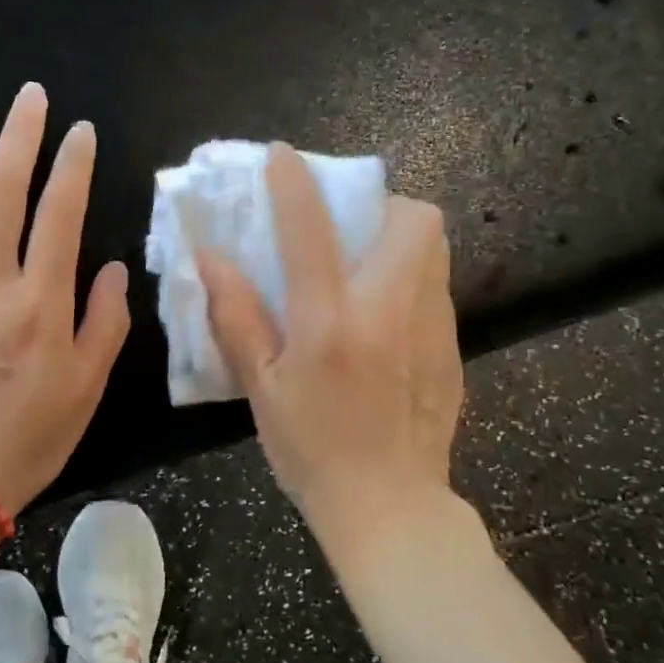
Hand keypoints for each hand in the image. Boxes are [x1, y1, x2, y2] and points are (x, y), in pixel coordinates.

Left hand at [0, 84, 130, 511]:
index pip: (59, 214)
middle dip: (19, 137)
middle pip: (0, 192)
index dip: (72, 165)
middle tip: (29, 96)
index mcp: (39, 305)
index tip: (81, 131)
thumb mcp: (87, 388)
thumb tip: (108, 266)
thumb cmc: (28, 437)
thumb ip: (104, 322)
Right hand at [197, 143, 464, 539]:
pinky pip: (438, 286)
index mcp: (329, 323)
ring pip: (435, 247)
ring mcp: (431, 327)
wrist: (390, 506)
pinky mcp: (453, 346)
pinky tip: (386, 313)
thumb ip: (236, 317)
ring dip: (400, 235)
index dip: (294, 183)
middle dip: (381, 203)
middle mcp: (388, 311)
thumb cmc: (311, 449)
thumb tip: (210, 258)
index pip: (311, 232)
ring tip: (368, 261)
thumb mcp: (261, 388)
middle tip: (350, 225)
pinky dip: (412, 276)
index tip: (283, 156)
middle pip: (412, 219)